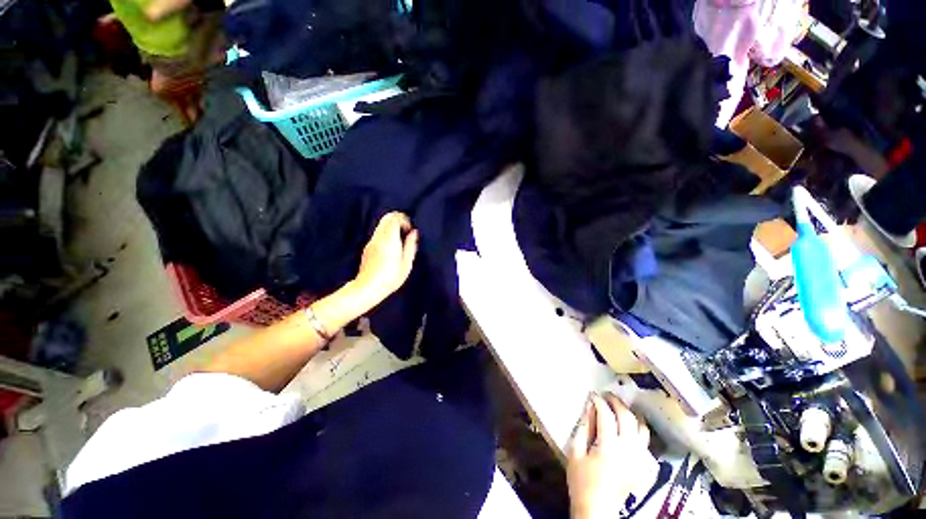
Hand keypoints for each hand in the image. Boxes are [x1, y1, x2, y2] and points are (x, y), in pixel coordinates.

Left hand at [352, 212, 418, 308]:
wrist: (368, 288)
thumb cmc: (390, 277)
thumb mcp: (406, 264)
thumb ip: (410, 245)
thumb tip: (413, 233)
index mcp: (389, 239)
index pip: (394, 218)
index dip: (404, 219)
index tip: (410, 230)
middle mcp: (379, 237)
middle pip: (386, 218)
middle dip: (398, 220)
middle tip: (406, 232)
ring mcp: (371, 242)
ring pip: (381, 225)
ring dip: (392, 227)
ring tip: (400, 241)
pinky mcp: (367, 248)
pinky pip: (378, 234)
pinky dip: (386, 234)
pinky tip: (392, 248)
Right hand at [566, 393, 650, 518]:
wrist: (597, 509)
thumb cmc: (581, 481)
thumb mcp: (575, 452)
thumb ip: (583, 428)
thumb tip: (589, 408)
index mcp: (608, 447)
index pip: (606, 415)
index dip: (599, 401)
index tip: (592, 395)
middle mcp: (628, 450)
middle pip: (627, 417)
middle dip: (616, 402)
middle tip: (606, 395)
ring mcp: (638, 458)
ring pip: (642, 428)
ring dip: (632, 414)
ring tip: (620, 407)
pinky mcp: (642, 466)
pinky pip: (646, 442)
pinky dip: (639, 429)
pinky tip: (630, 426)